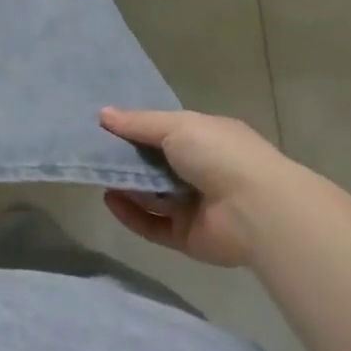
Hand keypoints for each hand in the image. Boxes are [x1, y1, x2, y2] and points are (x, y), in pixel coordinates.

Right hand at [99, 107, 302, 267]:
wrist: (257, 210)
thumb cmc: (219, 154)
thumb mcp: (176, 126)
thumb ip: (137, 123)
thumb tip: (102, 114)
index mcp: (206, 140)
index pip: (165, 133)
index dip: (136, 129)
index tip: (104, 126)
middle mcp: (201, 171)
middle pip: (154, 165)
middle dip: (126, 159)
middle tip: (93, 152)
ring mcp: (194, 206)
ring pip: (151, 196)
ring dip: (125, 186)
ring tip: (97, 175)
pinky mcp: (187, 236)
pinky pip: (151, 225)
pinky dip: (130, 214)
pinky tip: (110, 199)